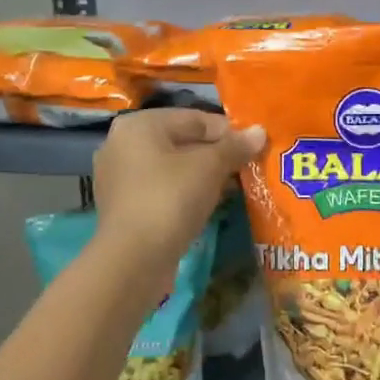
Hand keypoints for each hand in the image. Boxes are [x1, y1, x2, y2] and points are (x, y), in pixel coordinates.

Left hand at [92, 109, 264, 266]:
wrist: (134, 260)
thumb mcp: (209, 167)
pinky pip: (162, 190)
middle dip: (216, 155)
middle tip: (247, 169)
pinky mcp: (124, 207)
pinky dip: (185, 194)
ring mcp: (119, 178)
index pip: (194, 118)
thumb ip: (235, 146)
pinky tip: (208, 206)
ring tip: (233, 189)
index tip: (254, 148)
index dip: (228, 132)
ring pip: (173, 168)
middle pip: (182, 142)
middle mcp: (122, 145)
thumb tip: (259, 131)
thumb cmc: (170, 200)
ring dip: (203, 176)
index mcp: (139, 125)